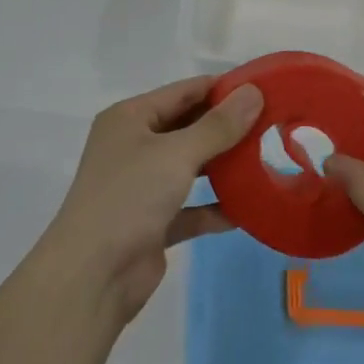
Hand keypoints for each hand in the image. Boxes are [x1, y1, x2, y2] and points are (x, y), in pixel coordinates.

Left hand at [42, 77, 262, 320]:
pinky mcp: (152, 223)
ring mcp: (142, 186)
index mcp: (129, 119)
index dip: (221, 87)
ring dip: (223, 165)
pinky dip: (215, 207)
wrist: (92, 276)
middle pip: (187, 127)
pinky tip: (248, 208)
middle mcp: (133, 147)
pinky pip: (191, 208)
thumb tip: (254, 92)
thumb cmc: (129, 197)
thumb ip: (218, 125)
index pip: (182, 91)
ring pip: (190, 167)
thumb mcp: (177, 154)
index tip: (263, 87)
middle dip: (226, 126)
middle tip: (272, 122)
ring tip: (265, 158)